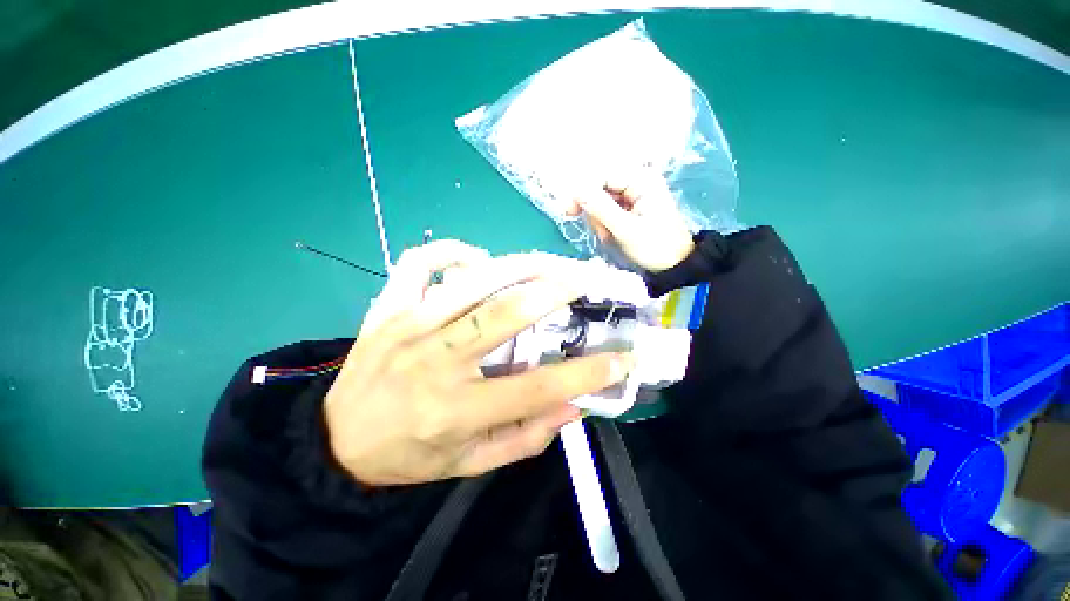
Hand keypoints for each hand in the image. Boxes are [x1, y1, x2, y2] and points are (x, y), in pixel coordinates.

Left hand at [324, 240, 632, 486]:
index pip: (537, 388)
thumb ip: (526, 436)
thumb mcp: (471, 463)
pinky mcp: (387, 307)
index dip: (586, 374)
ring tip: (548, 263)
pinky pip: (419, 262)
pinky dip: (453, 251)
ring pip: (471, 281)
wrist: (337, 440)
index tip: (620, 358)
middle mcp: (434, 361)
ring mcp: (407, 326)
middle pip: (504, 315)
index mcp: (455, 410)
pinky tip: (477, 260)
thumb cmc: (409, 455)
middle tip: (584, 281)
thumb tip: (574, 405)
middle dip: (554, 292)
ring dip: (518, 266)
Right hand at [567, 172, 694, 271]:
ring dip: (600, 221)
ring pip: (600, 201)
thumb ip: (601, 209)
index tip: (568, 211)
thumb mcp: (626, 229)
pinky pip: (606, 210)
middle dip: (595, 212)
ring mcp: (632, 195)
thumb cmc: (655, 247)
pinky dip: (605, 225)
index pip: (602, 176)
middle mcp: (636, 182)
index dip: (582, 192)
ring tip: (610, 237)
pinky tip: (612, 236)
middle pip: (599, 188)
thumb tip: (576, 191)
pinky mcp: (629, 207)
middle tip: (601, 232)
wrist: (674, 265)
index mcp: (641, 180)